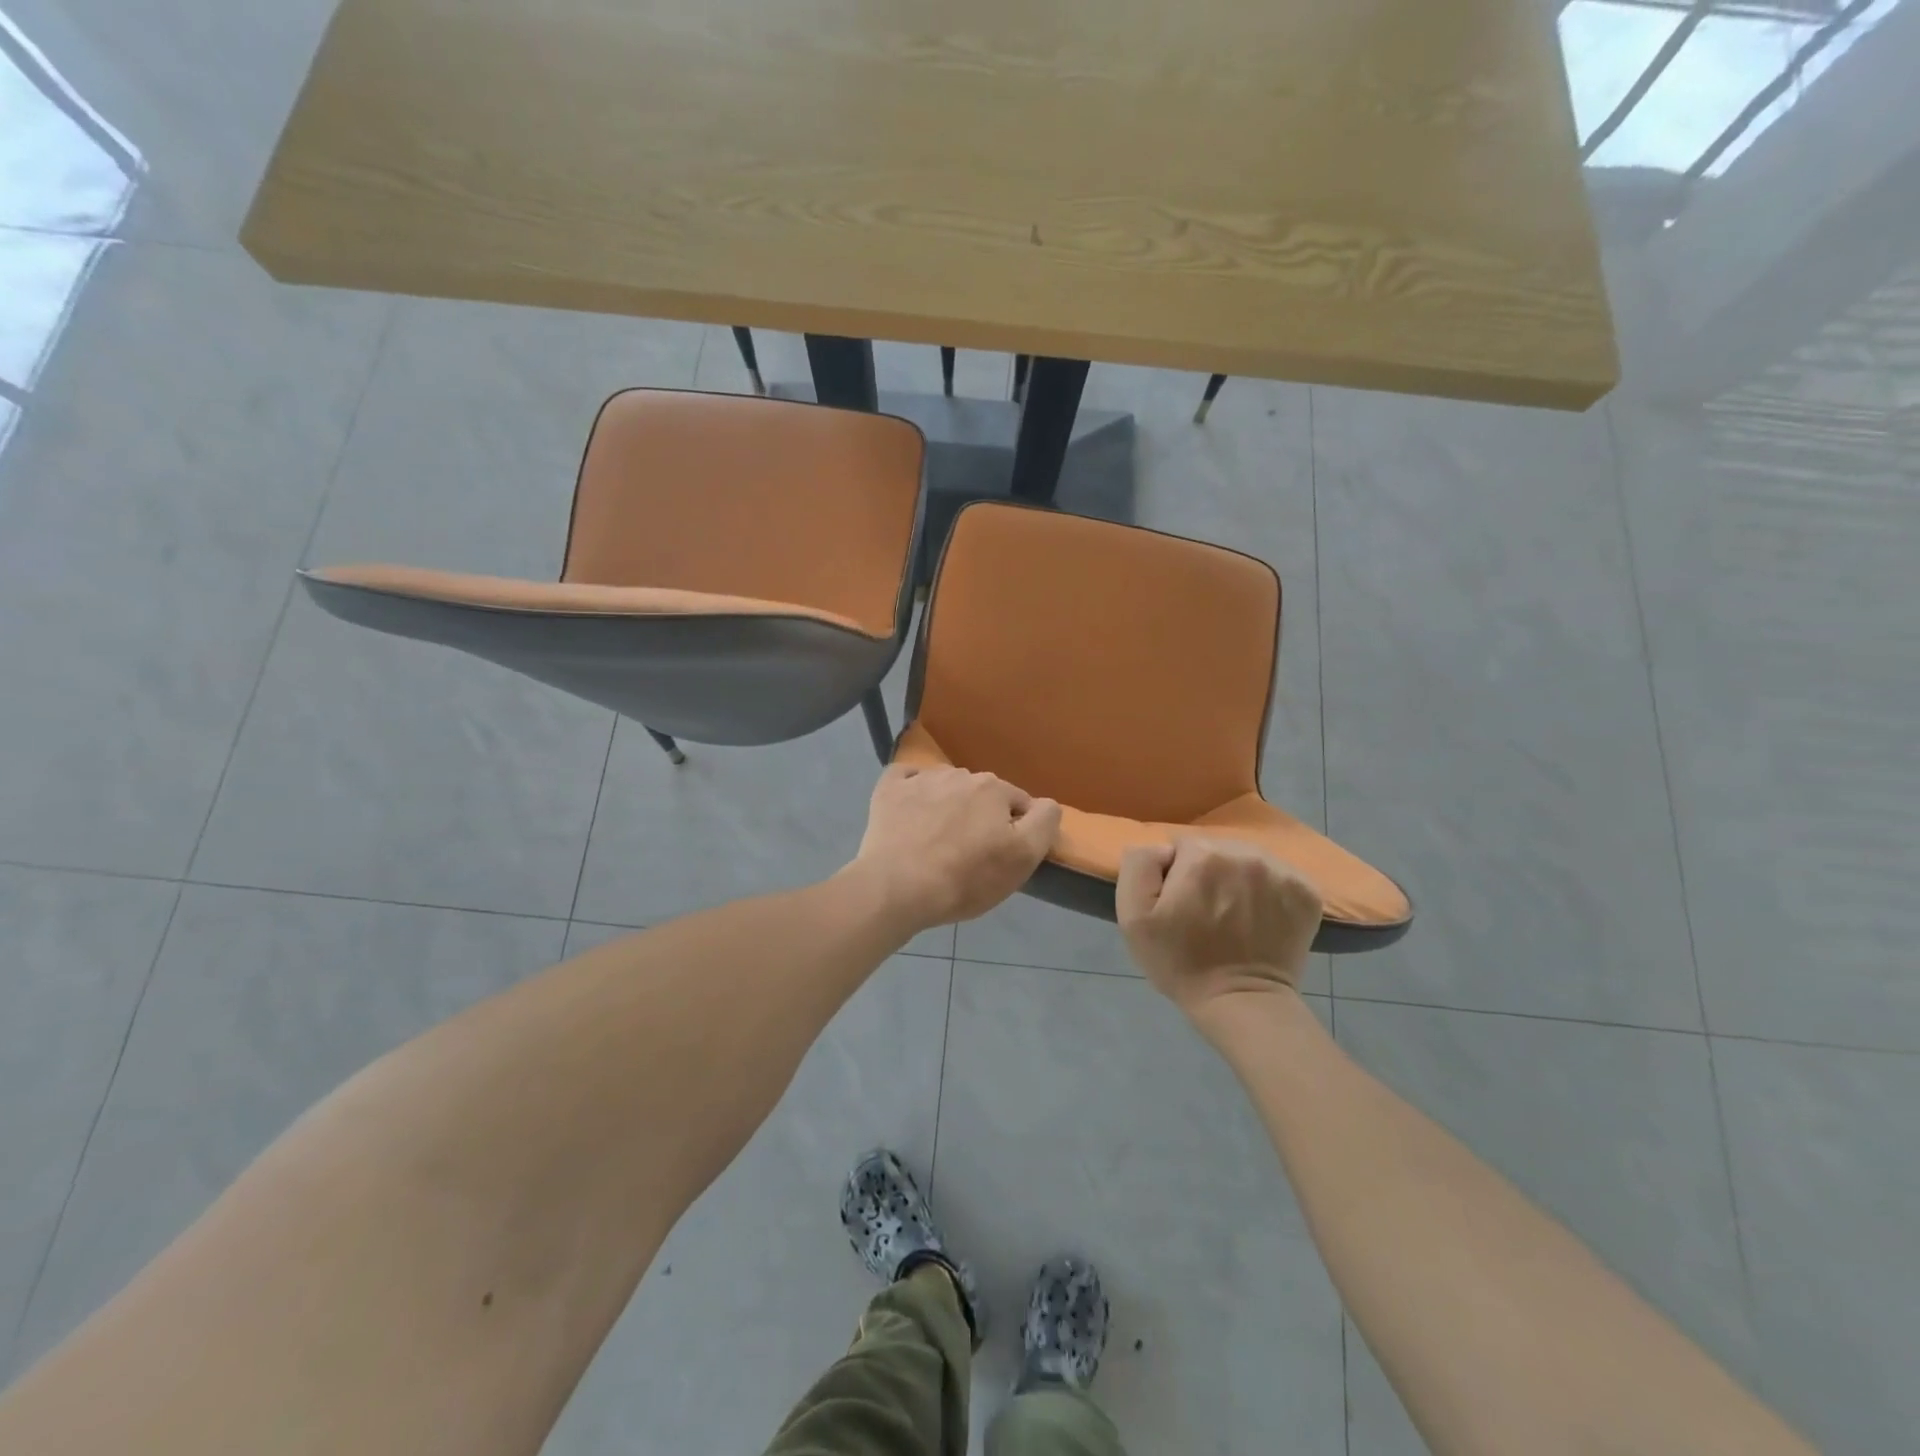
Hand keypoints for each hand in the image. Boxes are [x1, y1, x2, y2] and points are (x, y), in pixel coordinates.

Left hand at [853, 764, 1061, 933]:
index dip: (1015, 830)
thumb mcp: (1022, 859)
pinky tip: (910, 813)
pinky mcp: (889, 790)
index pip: (1018, 803)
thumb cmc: (965, 878)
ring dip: (949, 806)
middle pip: (981, 795)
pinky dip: (912, 792)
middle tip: (970, 854)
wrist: (897, 888)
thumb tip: (1046, 804)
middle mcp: (959, 774)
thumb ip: (1043, 823)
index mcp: (994, 788)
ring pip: (947, 788)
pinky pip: (907, 780)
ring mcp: (921, 779)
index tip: (1001, 856)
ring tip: (937, 841)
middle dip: (981, 816)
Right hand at [1116, 838, 1321, 1021]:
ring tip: (1234, 915)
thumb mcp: (1133, 916)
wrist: (1241, 1003)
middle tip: (1206, 912)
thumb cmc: (1180, 961)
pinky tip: (1260, 918)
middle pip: (1217, 850)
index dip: (1176, 875)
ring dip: (1239, 880)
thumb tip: (1163, 848)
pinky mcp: (1306, 892)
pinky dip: (1269, 892)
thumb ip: (1139, 864)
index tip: (1180, 904)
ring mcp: (1281, 871)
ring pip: (1248, 860)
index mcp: (1203, 855)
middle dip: (1209, 873)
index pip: (1182, 846)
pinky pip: (1279, 876)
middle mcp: (1245, 853)